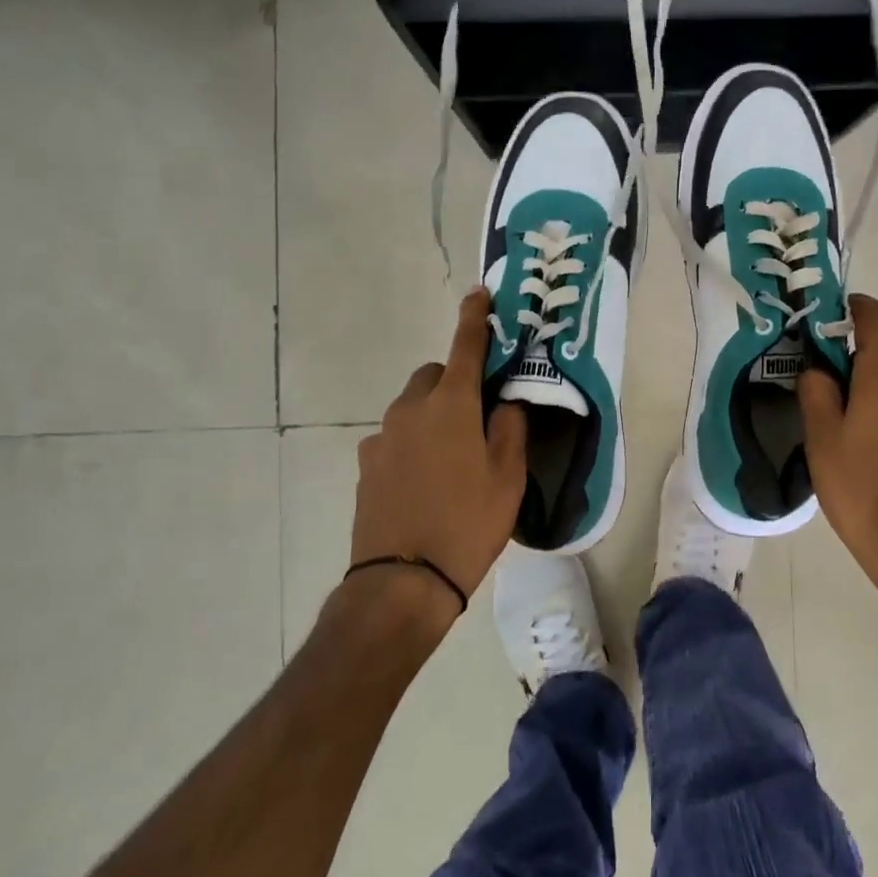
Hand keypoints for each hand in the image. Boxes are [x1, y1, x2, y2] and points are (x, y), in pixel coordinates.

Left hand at [352, 290, 528, 614]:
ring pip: (412, 407)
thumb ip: (510, 428)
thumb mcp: (508, 477)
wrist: (402, 582)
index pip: (465, 347)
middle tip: (477, 417)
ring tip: (451, 458)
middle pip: (434, 376)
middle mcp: (411, 409)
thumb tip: (504, 402)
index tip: (478, 294)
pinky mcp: (366, 464)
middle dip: (454, 382)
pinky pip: (395, 437)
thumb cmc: (467, 524)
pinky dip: (412, 442)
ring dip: (432, 415)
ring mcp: (382, 437)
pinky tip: (424, 480)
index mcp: (451, 405)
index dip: (474, 319)